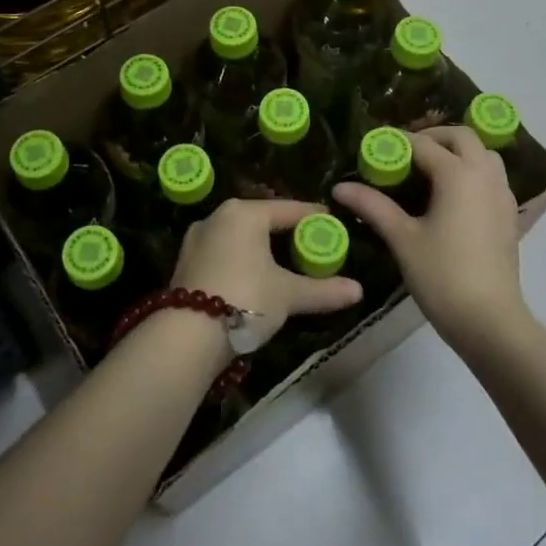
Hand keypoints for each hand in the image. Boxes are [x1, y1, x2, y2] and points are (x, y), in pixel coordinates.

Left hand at [171, 199, 362, 337]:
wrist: (186, 336)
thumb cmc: (244, 299)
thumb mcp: (288, 294)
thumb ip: (323, 290)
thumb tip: (359, 290)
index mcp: (244, 213)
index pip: (289, 209)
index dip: (313, 217)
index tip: (333, 224)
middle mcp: (217, 217)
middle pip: (261, 220)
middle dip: (286, 232)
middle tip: (311, 245)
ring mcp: (197, 239)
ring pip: (240, 237)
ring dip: (262, 248)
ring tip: (285, 263)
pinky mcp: (185, 262)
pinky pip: (224, 252)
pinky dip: (242, 260)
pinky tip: (255, 277)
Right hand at [334, 127, 525, 354]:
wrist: (489, 320)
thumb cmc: (442, 275)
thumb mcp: (402, 238)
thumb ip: (373, 206)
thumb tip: (340, 187)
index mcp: (458, 174)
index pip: (423, 145)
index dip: (396, 142)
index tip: (374, 147)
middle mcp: (485, 175)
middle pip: (462, 137)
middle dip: (433, 137)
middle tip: (405, 152)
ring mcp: (502, 194)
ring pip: (484, 154)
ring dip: (458, 151)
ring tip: (431, 169)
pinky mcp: (510, 214)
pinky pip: (493, 177)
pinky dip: (473, 171)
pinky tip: (453, 196)